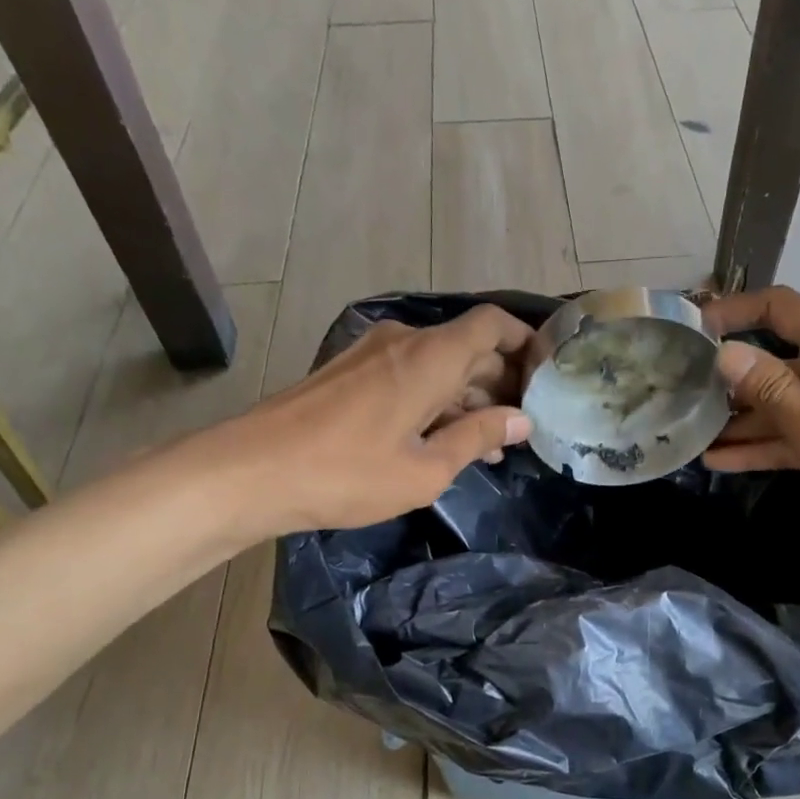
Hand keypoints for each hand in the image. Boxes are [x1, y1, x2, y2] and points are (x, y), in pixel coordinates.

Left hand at [201, 304, 534, 535]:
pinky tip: (444, 439)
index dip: (525, 342)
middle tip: (523, 426)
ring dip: (467, 396)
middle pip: (468, 345)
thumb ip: (478, 438)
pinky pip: (409, 375)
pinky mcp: (350, 372)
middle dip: (501, 380)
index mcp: (430, 357)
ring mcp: (372, 354)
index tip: (546, 377)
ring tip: (489, 445)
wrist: (253, 471)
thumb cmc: (348, 473)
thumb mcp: (426, 468)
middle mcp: (404, 342)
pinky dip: (435, 399)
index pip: (492, 325)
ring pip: (438, 363)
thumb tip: (521, 420)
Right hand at [702, 287, 799, 561]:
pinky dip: (766, 444)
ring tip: (689, 436)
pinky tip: (722, 460)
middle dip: (726, 379)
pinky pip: (799, 432)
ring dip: (740, 421)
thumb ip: (775, 396)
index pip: (777, 308)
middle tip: (674, 397)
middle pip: (774, 360)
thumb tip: (725, 355)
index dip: (730, 313)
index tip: (686, 333)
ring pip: (782, 403)